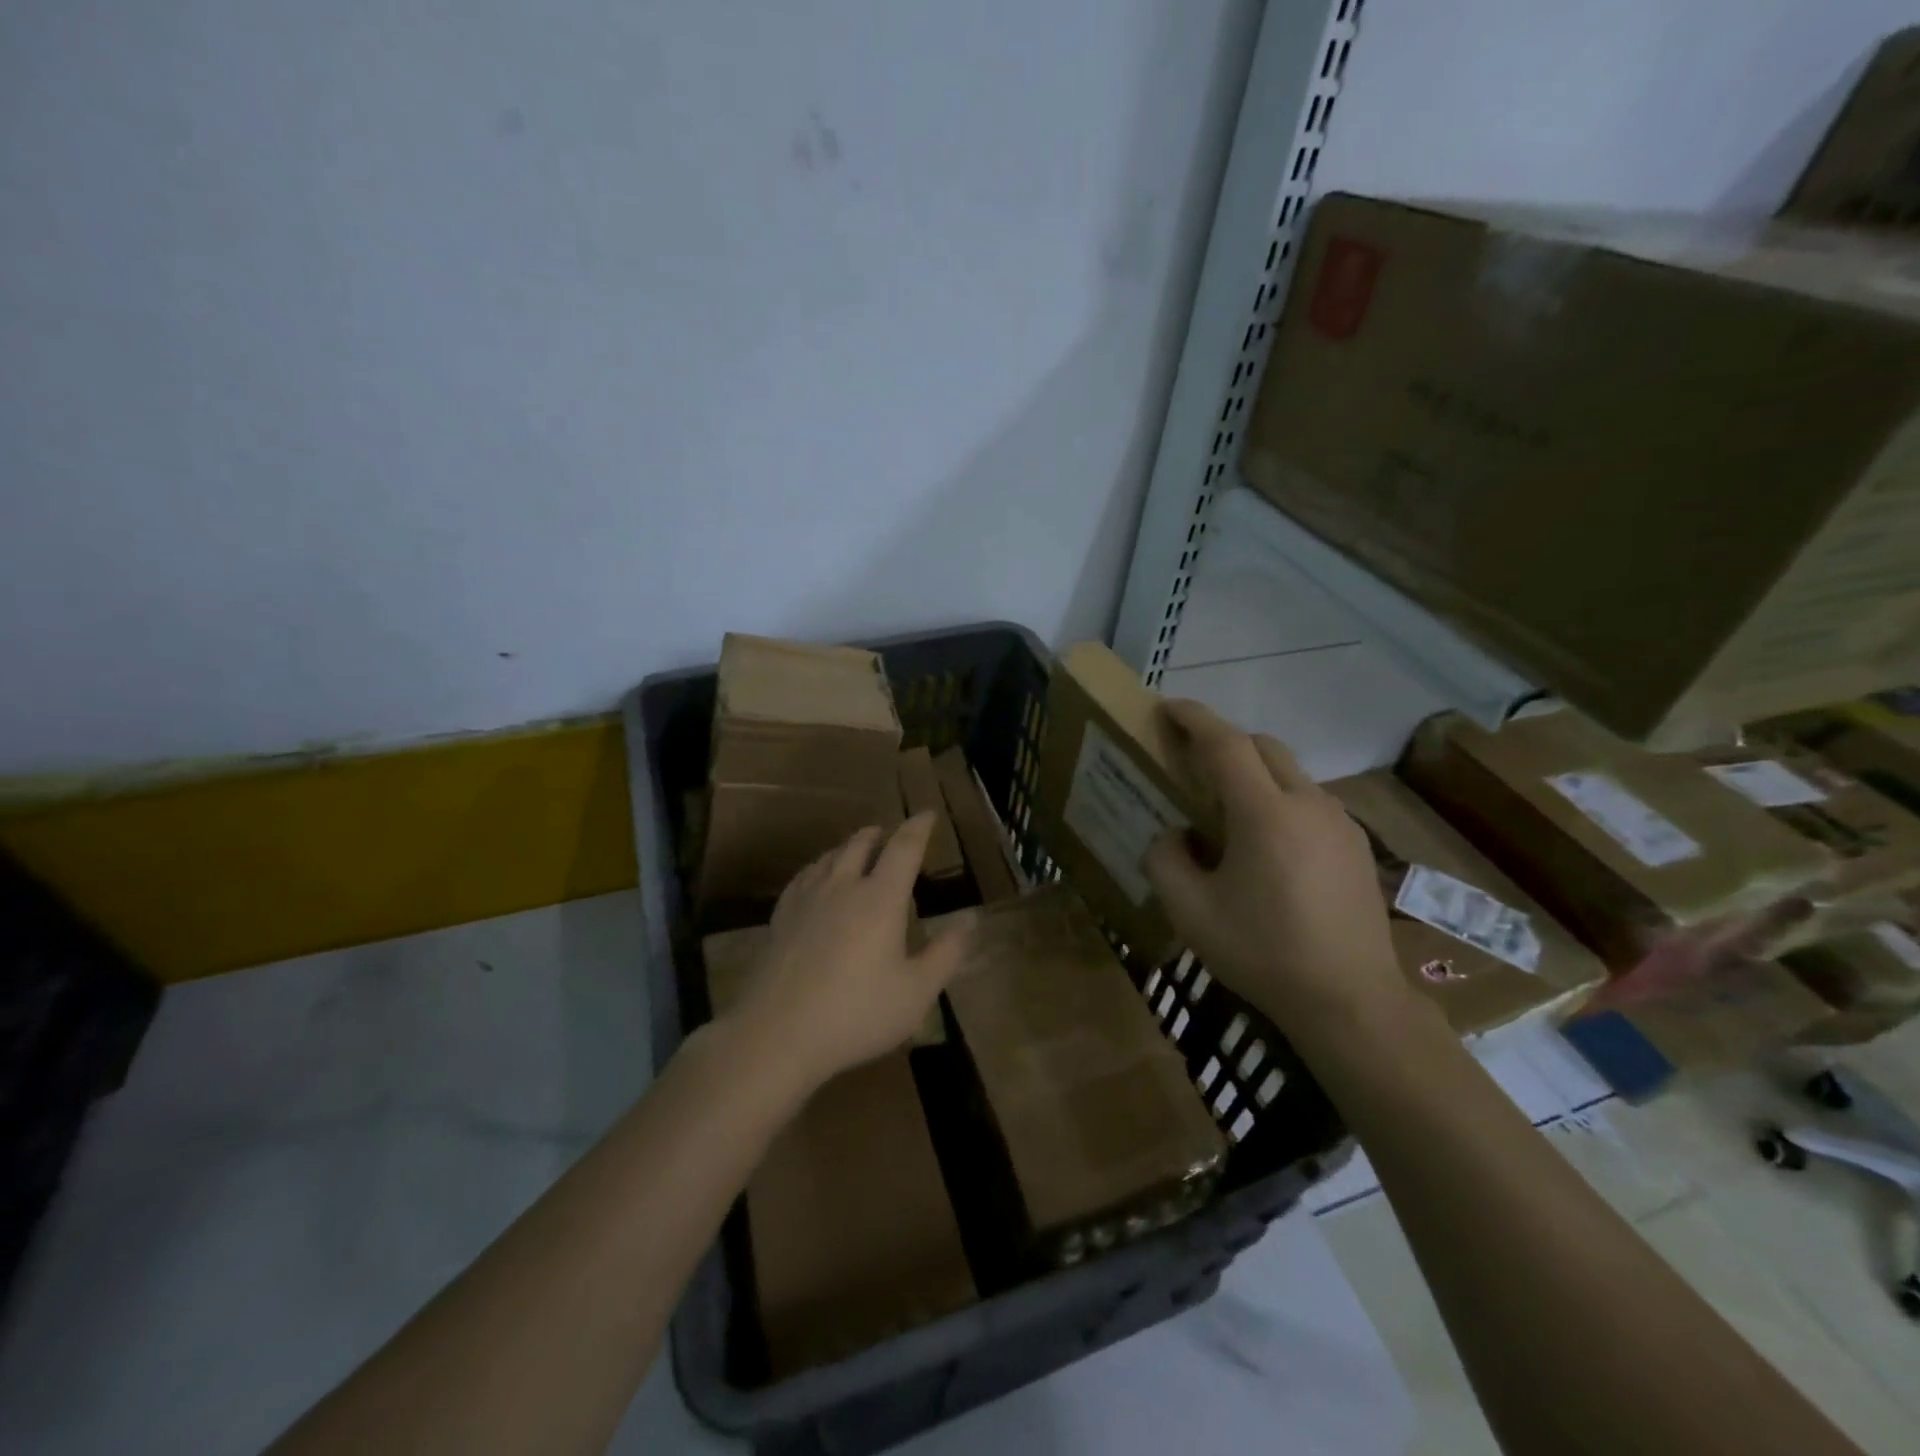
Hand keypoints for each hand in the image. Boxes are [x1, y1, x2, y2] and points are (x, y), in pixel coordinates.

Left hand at [724, 813, 971, 1094]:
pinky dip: (818, 868)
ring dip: (847, 847)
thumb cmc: (857, 1013)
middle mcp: (843, 886)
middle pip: (861, 844)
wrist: (777, 1033)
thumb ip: (947, 952)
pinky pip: (803, 877)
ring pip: (829, 857)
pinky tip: (815, 879)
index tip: (927, 813)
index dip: (918, 827)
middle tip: (888, 833)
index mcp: (881, 898)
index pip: (904, 848)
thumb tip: (971, 918)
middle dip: (879, 834)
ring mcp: (807, 899)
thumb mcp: (916, 991)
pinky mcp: (781, 917)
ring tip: (855, 850)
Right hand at [1142, 699, 1407, 1031]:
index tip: (1167, 707)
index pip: (1225, 743)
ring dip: (1254, 773)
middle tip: (1191, 763)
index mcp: (1265, 814)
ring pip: (1290, 773)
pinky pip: (1310, 802)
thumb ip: (1166, 861)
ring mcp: (1340, 823)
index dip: (1194, 718)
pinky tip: (1268, 846)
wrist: (1352, 1002)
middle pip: (1263, 746)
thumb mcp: (1191, 913)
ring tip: (1227, 811)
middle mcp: (1308, 804)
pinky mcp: (1358, 845)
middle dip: (1224, 741)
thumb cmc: (1263, 953)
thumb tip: (1172, 836)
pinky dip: (1279, 800)